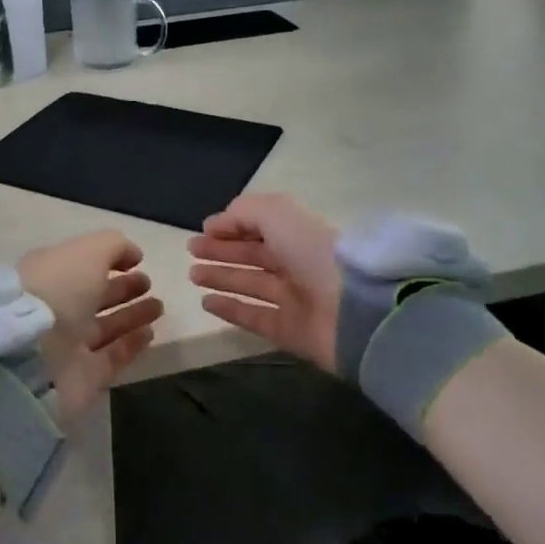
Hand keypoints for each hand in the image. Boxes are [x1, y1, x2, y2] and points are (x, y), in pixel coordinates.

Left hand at [20, 231, 163, 420]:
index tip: (137, 261)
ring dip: (132, 315)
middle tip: (149, 283)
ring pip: (105, 326)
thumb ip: (113, 246)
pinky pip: (112, 356)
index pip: (82, 265)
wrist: (31, 355)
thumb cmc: (58, 289)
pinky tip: (150, 332)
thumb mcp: (87, 251)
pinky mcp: (83, 377)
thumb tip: (133, 255)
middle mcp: (57, 308)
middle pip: (94, 296)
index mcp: (50, 273)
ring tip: (158, 306)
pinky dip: (131, 344)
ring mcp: (68, 344)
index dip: (108, 260)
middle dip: (123, 288)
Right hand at [187, 193, 341, 372]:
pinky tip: (207, 302)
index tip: (203, 230)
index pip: (260, 226)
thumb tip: (216, 224)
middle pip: (252, 254)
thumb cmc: (312, 252)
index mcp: (297, 234)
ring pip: (250, 284)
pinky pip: (254, 317)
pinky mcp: (289, 331)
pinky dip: (230, 309)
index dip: (232, 226)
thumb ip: (243, 212)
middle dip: (221, 250)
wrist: (353, 310)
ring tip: (193, 274)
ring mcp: (293, 299)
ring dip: (221, 277)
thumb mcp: (277, 213)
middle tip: (191, 250)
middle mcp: (296, 264)